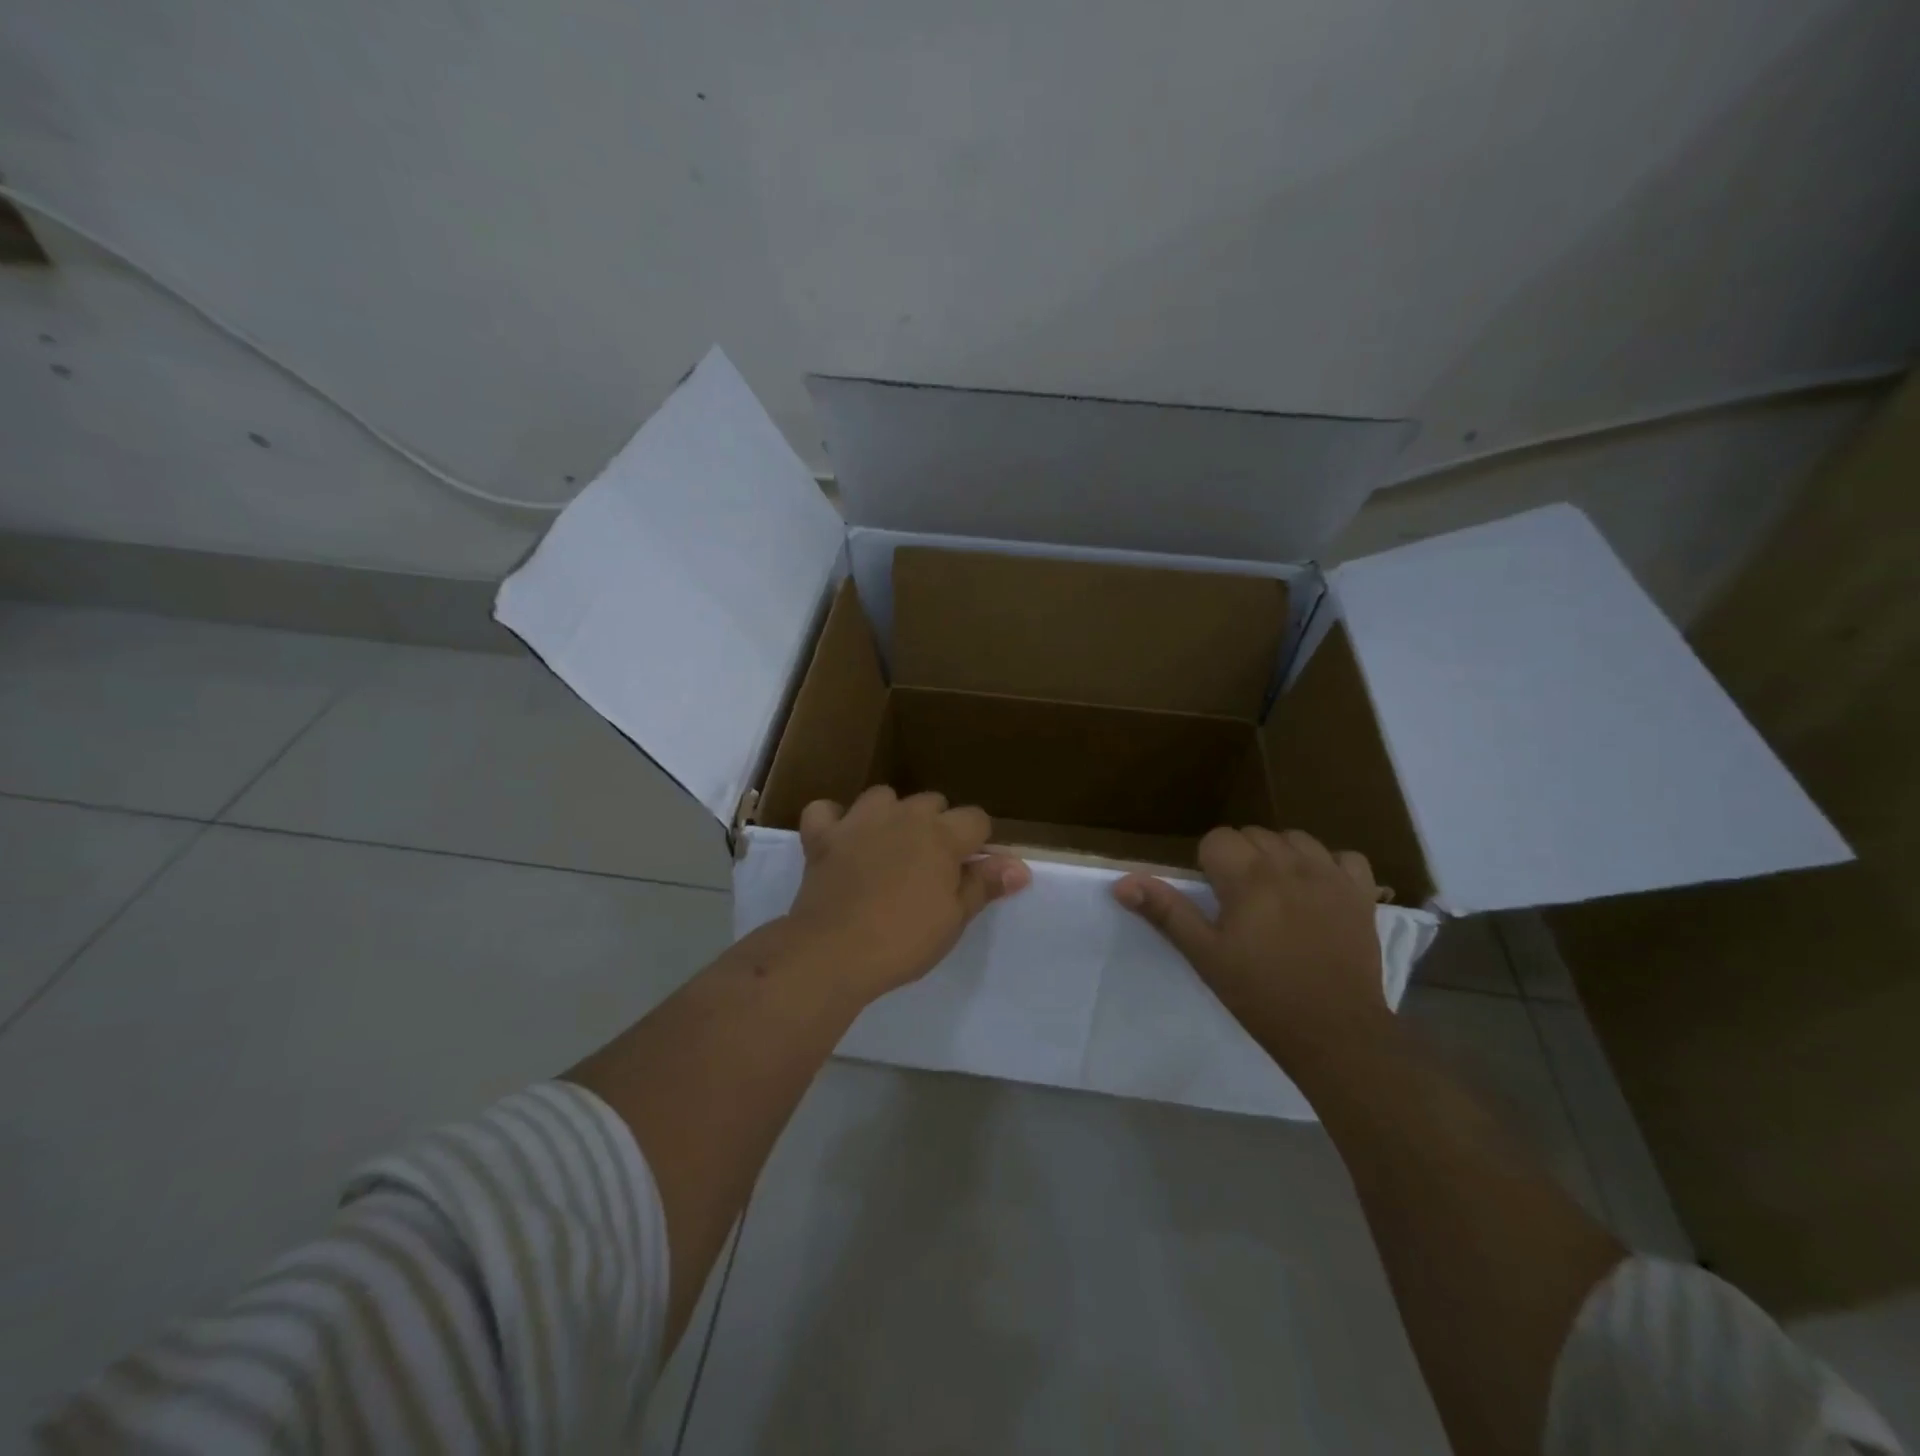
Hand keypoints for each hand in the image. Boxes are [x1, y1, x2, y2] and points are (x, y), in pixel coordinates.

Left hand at [783, 786, 1030, 999]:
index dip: (978, 843)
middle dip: (937, 826)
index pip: (976, 819)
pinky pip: (825, 811)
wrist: (835, 951)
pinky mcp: (822, 835)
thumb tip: (1020, 867)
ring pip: (882, 797)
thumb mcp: (954, 918)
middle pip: (931, 802)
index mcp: (941, 835)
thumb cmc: (905, 939)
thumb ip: (985, 884)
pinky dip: (833, 821)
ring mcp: (859, 821)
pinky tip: (838, 839)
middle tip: (930, 868)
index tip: (969, 871)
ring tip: (889, 847)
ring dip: (890, 815)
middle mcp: (903, 816)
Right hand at [1113, 827, 1386, 1060]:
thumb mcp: (1205, 955)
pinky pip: (1344, 857)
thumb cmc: (1260, 995)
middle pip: (1254, 834)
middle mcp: (1289, 865)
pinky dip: (1329, 865)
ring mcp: (1330, 876)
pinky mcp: (1361, 894)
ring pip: (1295, 838)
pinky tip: (1319, 891)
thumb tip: (1121, 882)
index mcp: (1248, 878)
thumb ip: (1166, 911)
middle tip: (1240, 902)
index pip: (1218, 839)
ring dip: (1280, 856)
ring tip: (1277, 893)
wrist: (1335, 1033)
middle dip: (1241, 858)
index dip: (1209, 865)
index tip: (1215, 898)